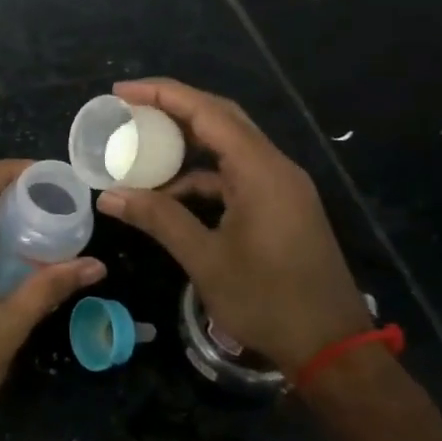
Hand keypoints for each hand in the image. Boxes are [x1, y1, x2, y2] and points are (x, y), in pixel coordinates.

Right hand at [96, 78, 369, 374]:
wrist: (331, 348)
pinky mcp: (281, 206)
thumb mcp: (205, 259)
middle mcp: (275, 168)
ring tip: (141, 152)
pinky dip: (201, 179)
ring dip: (186, 147)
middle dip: (173, 109)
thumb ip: (158, 219)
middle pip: (221, 119)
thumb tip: (110, 197)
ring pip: (228, 148)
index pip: (207, 113)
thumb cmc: (268, 300)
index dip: (162, 95)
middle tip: (128, 109)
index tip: (121, 92)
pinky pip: (236, 176)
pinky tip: (171, 198)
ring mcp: (281, 187)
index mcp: (260, 171)